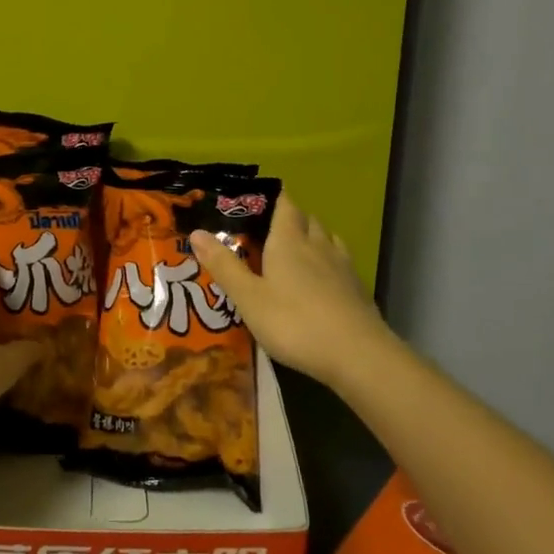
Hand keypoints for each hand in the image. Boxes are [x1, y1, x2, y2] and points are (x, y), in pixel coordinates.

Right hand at [190, 192, 389, 390]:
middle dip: (290, 218)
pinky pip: (341, 263)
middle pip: (306, 220)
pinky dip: (328, 262)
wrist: (357, 354)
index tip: (257, 198)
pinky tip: (322, 280)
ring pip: (327, 239)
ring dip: (312, 238)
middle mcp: (318, 245)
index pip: (284, 206)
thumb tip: (196, 232)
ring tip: (296, 250)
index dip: (273, 198)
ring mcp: (342, 266)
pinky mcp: (358, 289)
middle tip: (268, 229)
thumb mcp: (249, 298)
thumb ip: (224, 265)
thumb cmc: (294, 322)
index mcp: (289, 241)